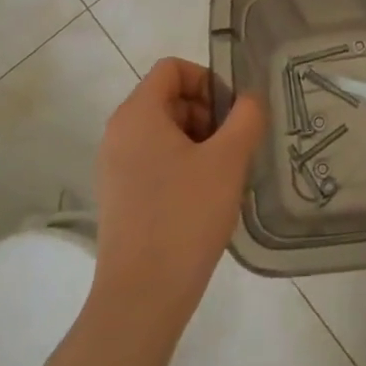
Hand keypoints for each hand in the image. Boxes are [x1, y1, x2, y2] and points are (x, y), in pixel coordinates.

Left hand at [91, 58, 264, 331]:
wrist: (142, 298)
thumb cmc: (185, 217)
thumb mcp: (228, 160)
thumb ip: (246, 117)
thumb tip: (249, 100)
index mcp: (137, 114)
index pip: (173, 68)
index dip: (209, 80)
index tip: (233, 114)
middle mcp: (118, 133)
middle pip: (169, 97)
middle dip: (208, 113)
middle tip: (233, 147)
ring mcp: (115, 167)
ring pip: (166, 131)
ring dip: (200, 141)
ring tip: (224, 175)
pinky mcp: (120, 196)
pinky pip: (156, 160)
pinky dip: (184, 165)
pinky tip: (206, 197)